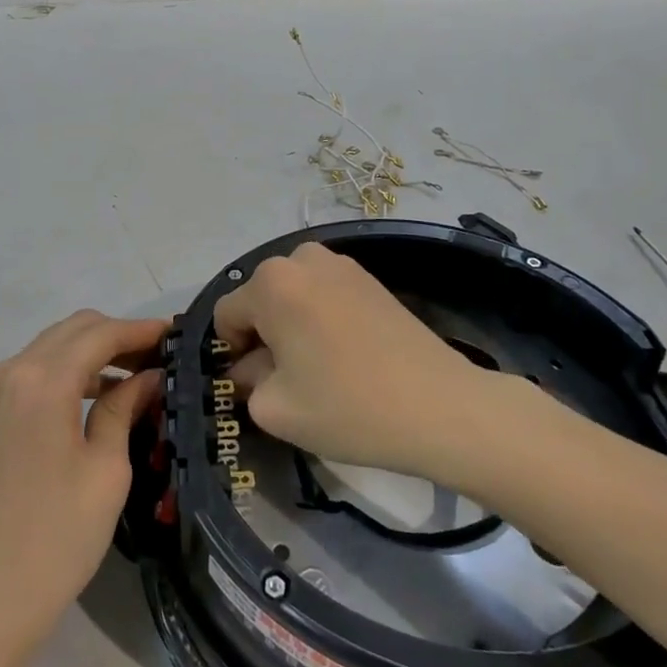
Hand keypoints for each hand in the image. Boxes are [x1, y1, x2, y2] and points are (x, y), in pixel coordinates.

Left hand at [0, 311, 165, 657]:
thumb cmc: (54, 540)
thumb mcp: (105, 471)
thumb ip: (124, 409)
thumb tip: (148, 376)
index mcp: (42, 380)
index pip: (101, 333)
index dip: (141, 330)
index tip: (178, 334)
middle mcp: (10, 370)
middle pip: (74, 330)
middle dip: (118, 335)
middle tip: (160, 356)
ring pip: (52, 347)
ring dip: (93, 352)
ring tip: (137, 376)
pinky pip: (33, 371)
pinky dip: (68, 372)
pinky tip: (97, 396)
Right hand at [213, 243, 488, 478]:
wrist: (439, 405)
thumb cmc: (346, 406)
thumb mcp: (275, 408)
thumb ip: (246, 382)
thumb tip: (249, 368)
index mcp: (271, 283)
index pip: (227, 314)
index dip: (231, 352)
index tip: (252, 384)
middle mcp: (302, 258)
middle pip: (261, 299)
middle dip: (263, 335)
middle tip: (286, 378)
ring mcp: (341, 264)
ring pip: (293, 295)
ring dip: (292, 325)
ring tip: (317, 367)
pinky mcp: (370, 278)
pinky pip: (324, 295)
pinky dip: (321, 319)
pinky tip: (345, 356)